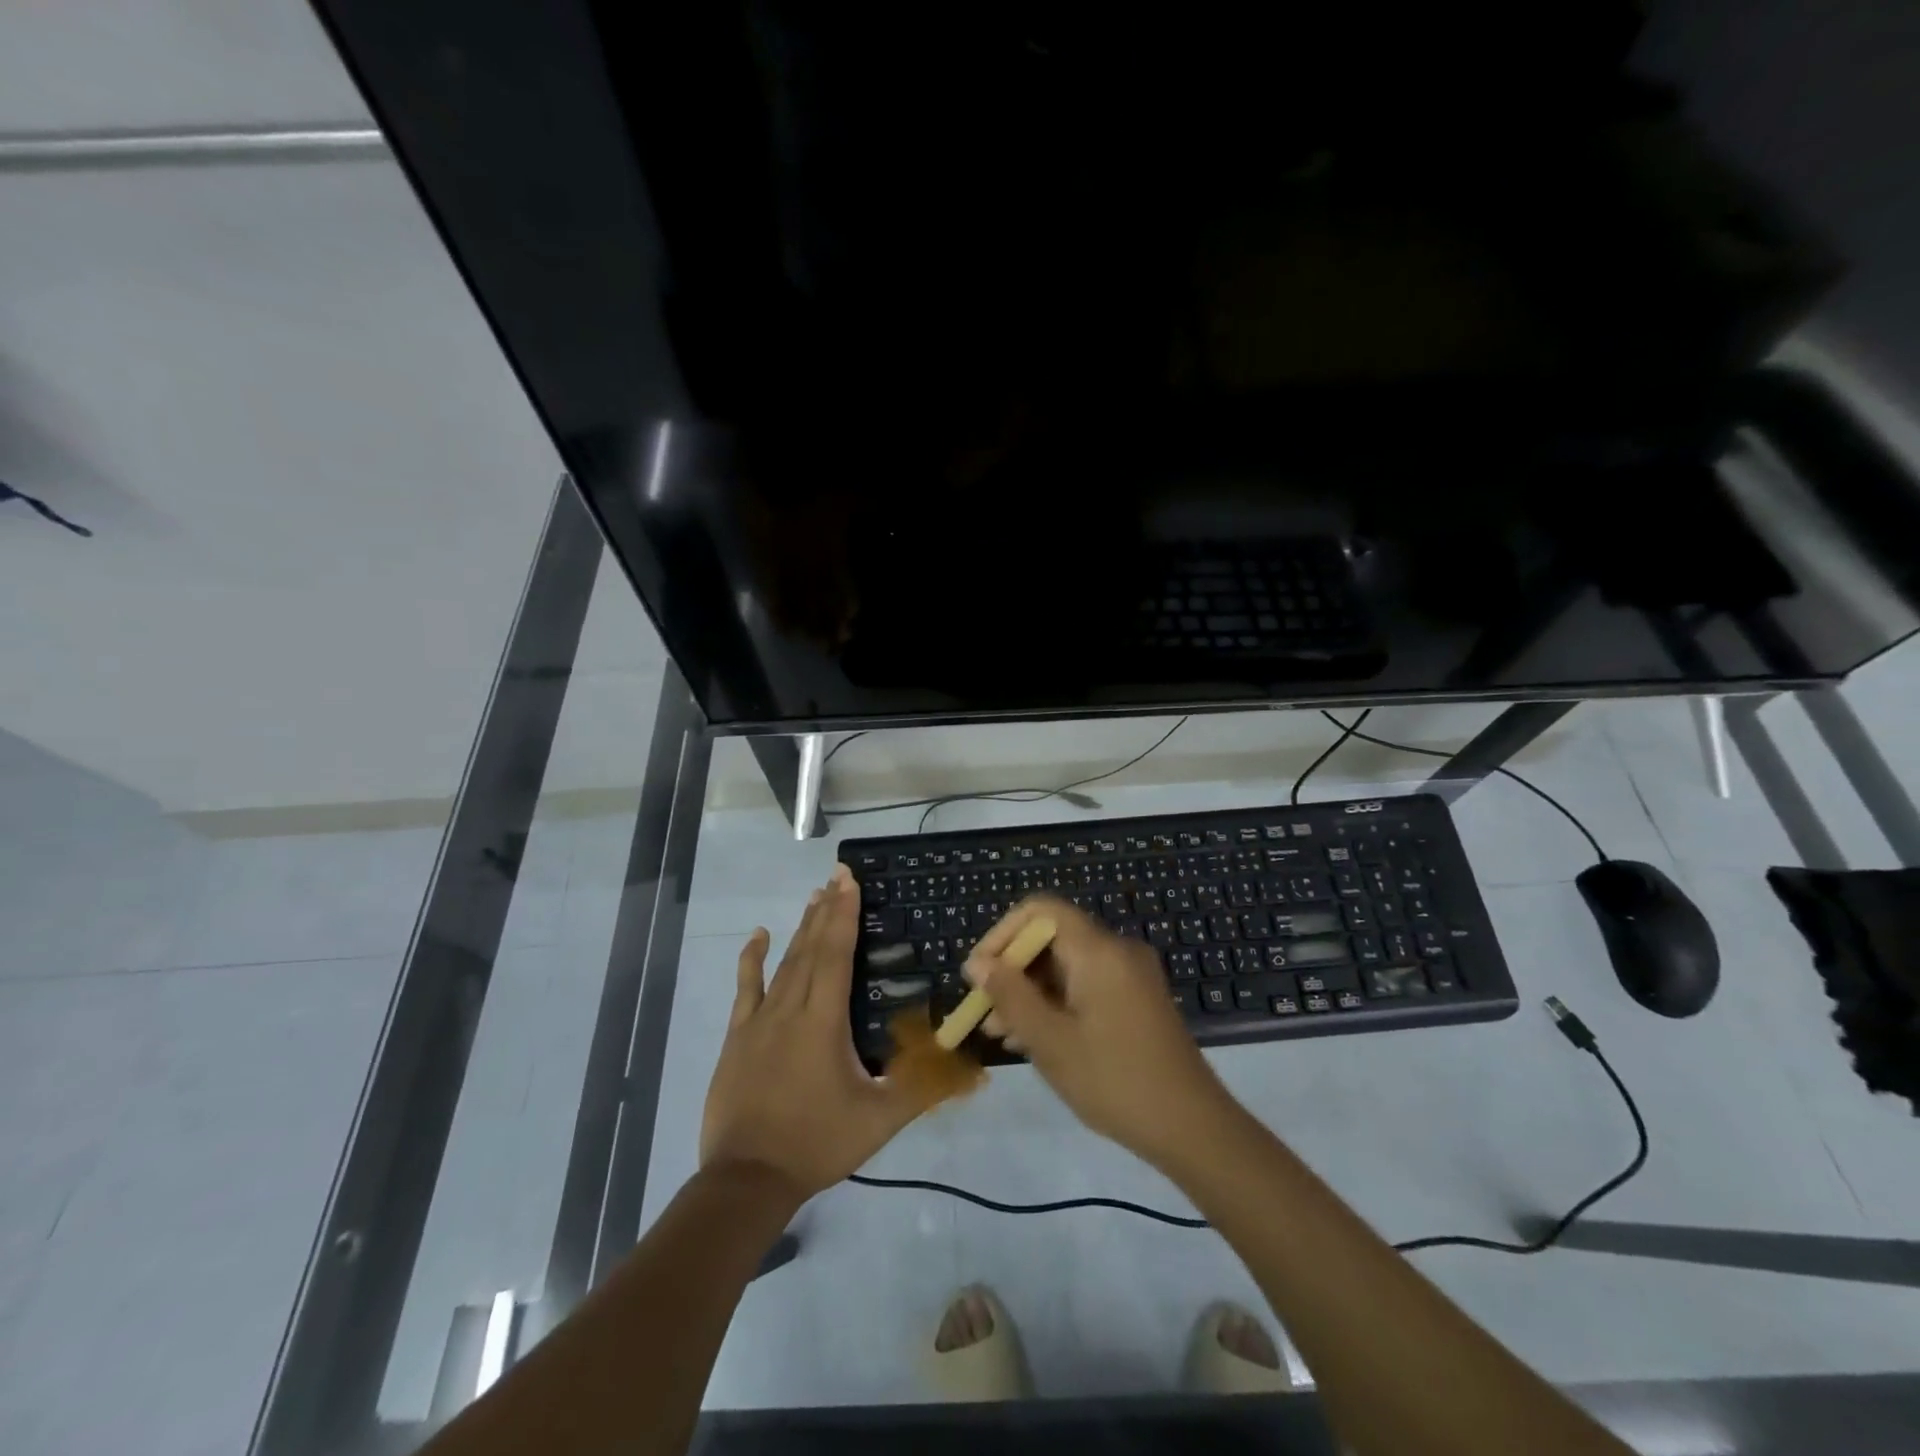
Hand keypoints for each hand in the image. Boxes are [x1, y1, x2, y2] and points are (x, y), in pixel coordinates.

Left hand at [700, 865, 925, 1200]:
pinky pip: (746, 987)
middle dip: (827, 909)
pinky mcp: (739, 1036)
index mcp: (824, 1020)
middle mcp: (791, 1008)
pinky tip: (758, 935)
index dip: (844, 914)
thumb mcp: (879, 1119)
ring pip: (784, 962)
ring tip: (815, 895)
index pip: (836, 954)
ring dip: (801, 927)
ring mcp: (759, 1020)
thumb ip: (922, 1088)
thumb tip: (971, 1071)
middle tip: (838, 875)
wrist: (746, 1179)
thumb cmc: (817, 1143)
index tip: (849, 880)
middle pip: (812, 948)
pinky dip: (752, 959)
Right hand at [964, 896, 1229, 1163]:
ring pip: (1066, 965)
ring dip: (1030, 991)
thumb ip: (1010, 996)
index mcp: (1098, 950)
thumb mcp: (1051, 1041)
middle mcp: (1117, 950)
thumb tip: (978, 964)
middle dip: (1012, 970)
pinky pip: (1086, 985)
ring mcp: (1131, 975)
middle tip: (984, 1012)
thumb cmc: (1115, 1080)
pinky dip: (1056, 1002)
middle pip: (1052, 938)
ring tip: (1000, 1033)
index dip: (1002, 934)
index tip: (979, 974)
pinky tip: (1033, 1039)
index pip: (1040, 910)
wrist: (1193, 1128)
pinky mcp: (1137, 999)